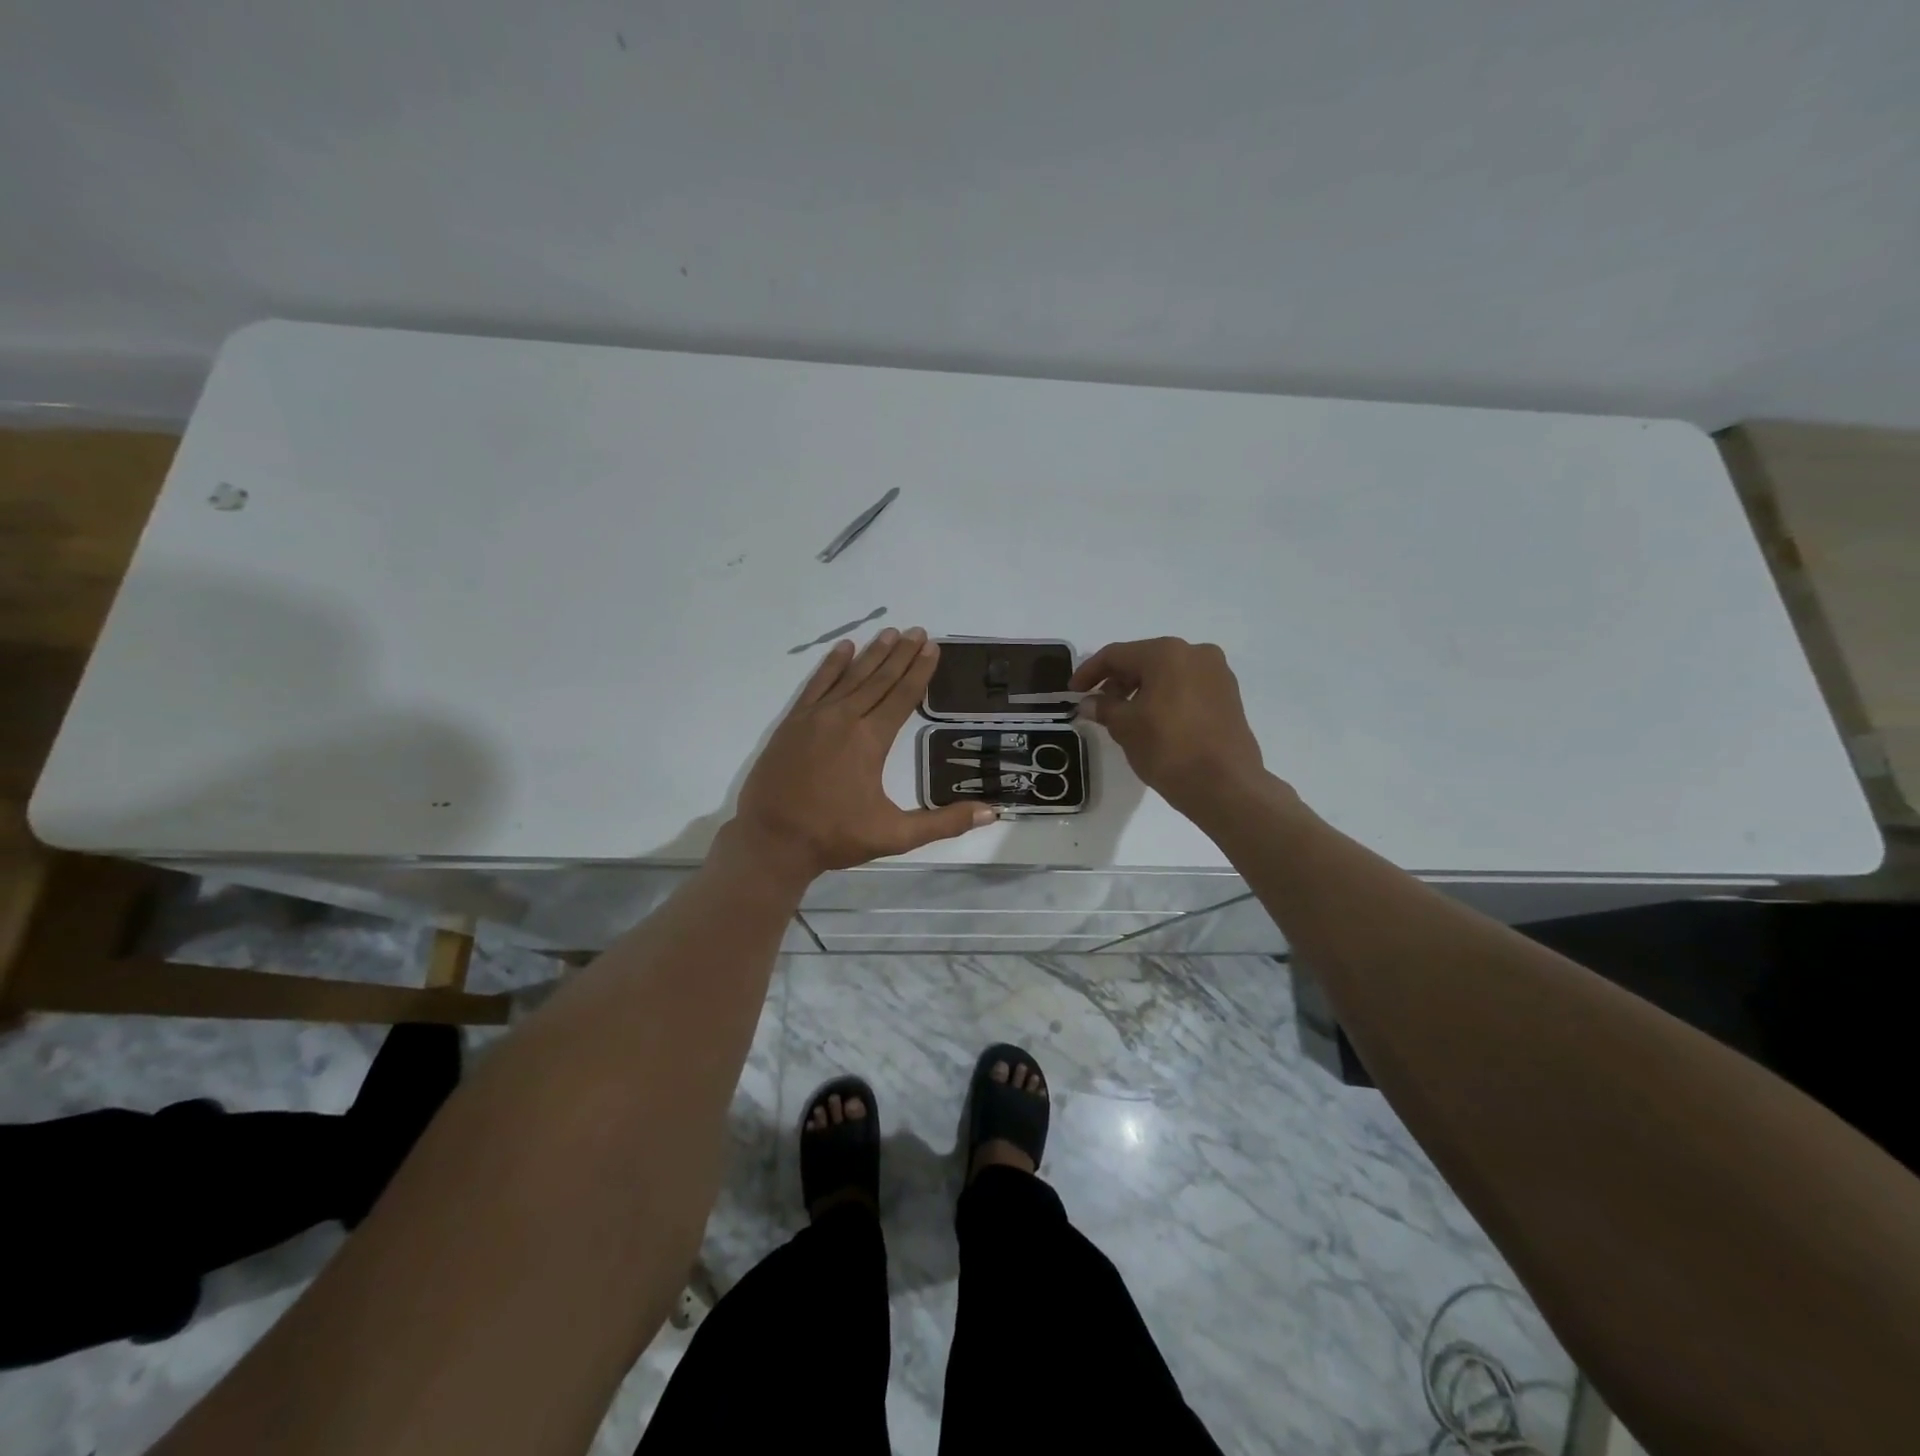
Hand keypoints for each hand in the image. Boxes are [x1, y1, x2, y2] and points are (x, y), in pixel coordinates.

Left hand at [731, 627, 993, 883]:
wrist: (772, 841)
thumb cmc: (835, 836)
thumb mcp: (895, 835)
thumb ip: (944, 822)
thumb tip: (992, 813)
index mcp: (871, 740)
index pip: (902, 696)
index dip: (920, 671)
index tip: (933, 647)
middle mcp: (845, 718)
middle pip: (879, 679)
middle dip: (901, 654)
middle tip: (918, 631)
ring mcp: (815, 717)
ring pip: (850, 676)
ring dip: (872, 654)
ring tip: (890, 633)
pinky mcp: (792, 722)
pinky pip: (816, 684)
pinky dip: (831, 665)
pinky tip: (843, 648)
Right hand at [1070, 637, 1274, 818]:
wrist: (1225, 785)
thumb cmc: (1169, 748)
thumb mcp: (1125, 727)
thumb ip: (1103, 708)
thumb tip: (1089, 702)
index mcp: (1167, 653)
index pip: (1116, 655)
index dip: (1089, 672)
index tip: (1072, 692)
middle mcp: (1195, 653)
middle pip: (1144, 660)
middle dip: (1117, 680)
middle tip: (1097, 704)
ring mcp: (1217, 673)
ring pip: (1167, 673)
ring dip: (1141, 689)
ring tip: (1123, 715)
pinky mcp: (1228, 695)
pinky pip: (1186, 686)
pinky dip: (1165, 696)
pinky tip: (1152, 719)